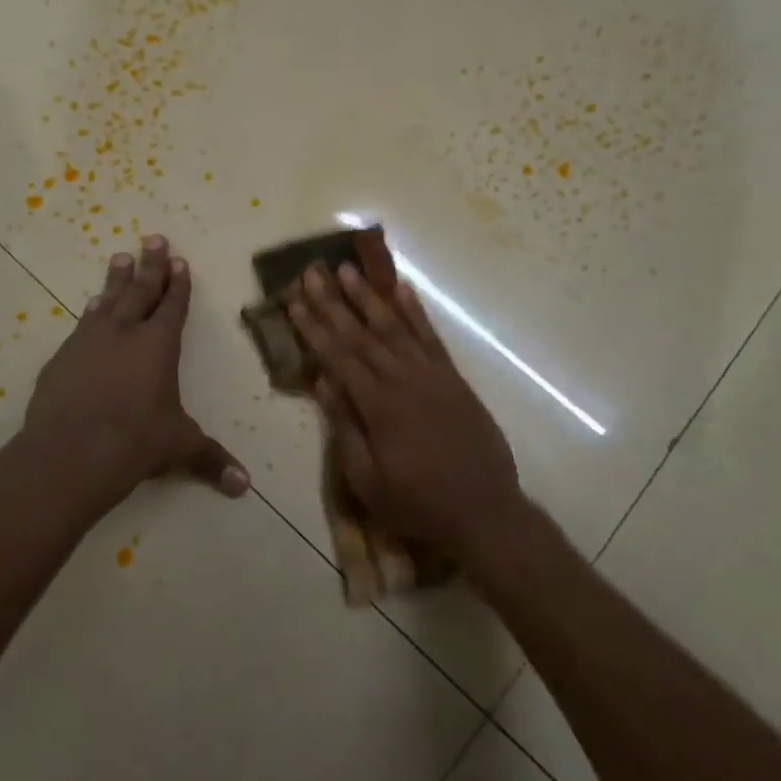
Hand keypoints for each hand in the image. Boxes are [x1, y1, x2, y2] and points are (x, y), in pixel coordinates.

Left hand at [22, 235, 248, 516]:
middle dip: (150, 265)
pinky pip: (82, 325)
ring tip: (120, 258)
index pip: (173, 306)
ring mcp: (89, 342)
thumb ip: (212, 461)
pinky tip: (90, 307)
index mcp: (159, 346)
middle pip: (140, 291)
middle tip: (153, 238)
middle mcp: (125, 334)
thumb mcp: (179, 448)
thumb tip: (244, 487)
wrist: (71, 453)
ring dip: (116, 280)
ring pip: (107, 301)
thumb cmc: (136, 443)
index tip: (179, 260)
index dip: (178, 284)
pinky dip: (91, 312)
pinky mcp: (63, 358)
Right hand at [288, 263, 525, 561]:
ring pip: (395, 327)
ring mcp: (432, 375)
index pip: (338, 357)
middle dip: (334, 301)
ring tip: (349, 269)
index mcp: (379, 406)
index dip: (314, 328)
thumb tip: (323, 382)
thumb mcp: (368, 480)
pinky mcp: (454, 378)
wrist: (485, 511)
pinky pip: (431, 336)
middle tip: (313, 271)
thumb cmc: (418, 503)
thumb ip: (344, 427)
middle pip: (362, 334)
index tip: (295, 301)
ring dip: (370, 296)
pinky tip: (402, 289)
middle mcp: (404, 380)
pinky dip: (415, 311)